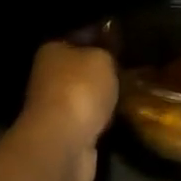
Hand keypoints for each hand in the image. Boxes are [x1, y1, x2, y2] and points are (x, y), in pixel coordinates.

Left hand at [14, 41, 117, 180]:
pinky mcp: (66, 134)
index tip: (122, 40)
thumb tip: (107, 53)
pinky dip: (102, 119)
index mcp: (52, 50)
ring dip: (103, 97)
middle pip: (81, 68)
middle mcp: (48, 76)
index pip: (78, 37)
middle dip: (102, 70)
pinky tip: (120, 115)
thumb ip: (106, 52)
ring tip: (131, 92)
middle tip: (131, 68)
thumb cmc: (80, 89)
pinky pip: (90, 119)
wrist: (64, 144)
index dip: (100, 36)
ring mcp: (55, 107)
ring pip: (86, 95)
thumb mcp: (102, 58)